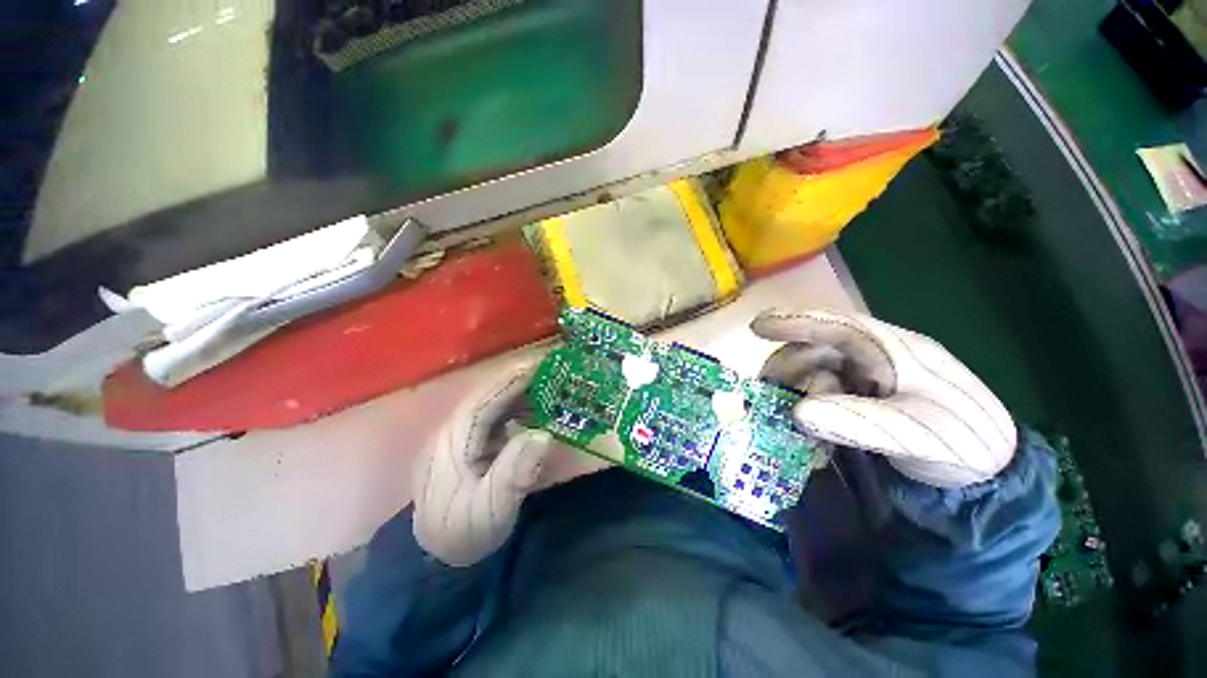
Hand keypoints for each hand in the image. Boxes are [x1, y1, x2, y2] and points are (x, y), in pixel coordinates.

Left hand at [412, 364, 556, 565]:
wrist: (438, 560)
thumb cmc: (462, 534)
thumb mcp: (489, 511)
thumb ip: (514, 474)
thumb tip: (544, 435)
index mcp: (452, 441)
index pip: (484, 399)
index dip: (512, 380)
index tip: (540, 364)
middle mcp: (454, 432)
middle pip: (488, 396)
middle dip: (519, 380)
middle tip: (552, 368)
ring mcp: (461, 438)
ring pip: (492, 405)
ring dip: (520, 392)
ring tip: (548, 384)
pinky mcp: (470, 447)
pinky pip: (495, 419)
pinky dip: (517, 409)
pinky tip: (535, 411)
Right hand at [753, 309, 1015, 486]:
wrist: (990, 476)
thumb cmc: (962, 443)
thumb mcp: (914, 433)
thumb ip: (855, 421)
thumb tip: (797, 412)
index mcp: (893, 349)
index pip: (837, 325)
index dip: (795, 321)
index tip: (757, 327)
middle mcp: (874, 357)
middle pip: (816, 350)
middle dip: (788, 368)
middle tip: (766, 393)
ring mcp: (866, 379)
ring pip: (814, 372)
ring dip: (795, 391)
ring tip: (785, 417)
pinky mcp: (861, 399)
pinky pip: (823, 395)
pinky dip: (808, 409)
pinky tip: (805, 429)